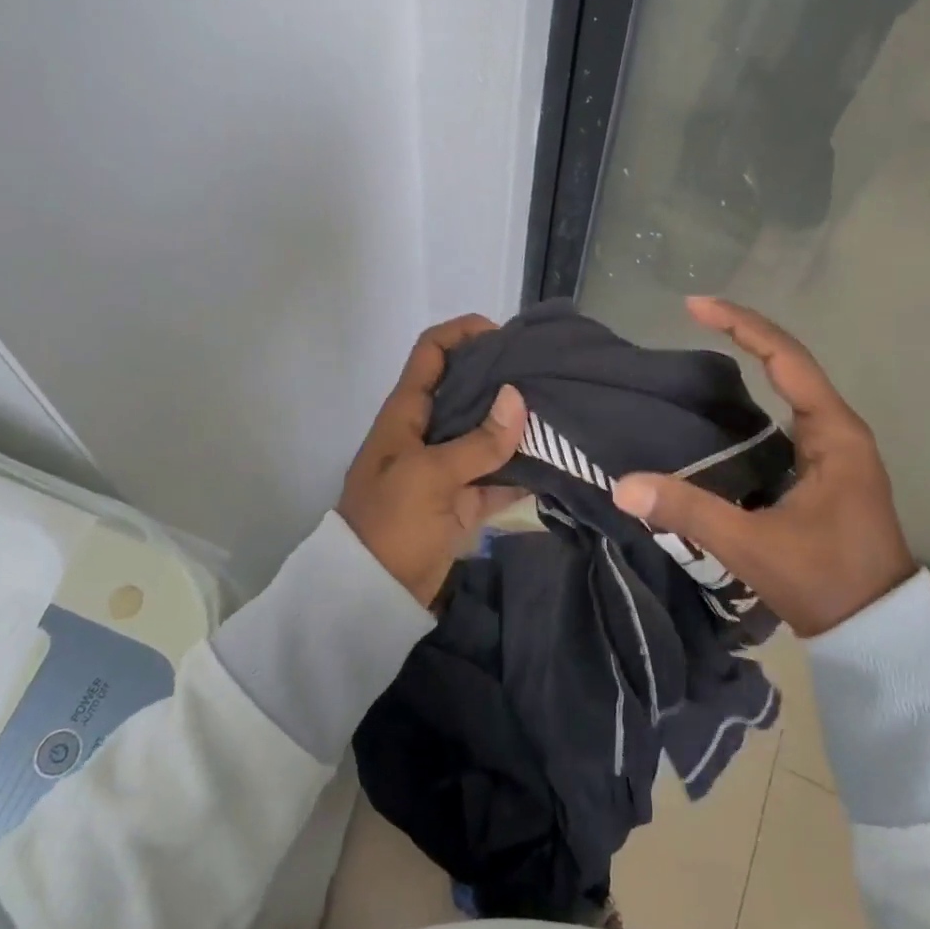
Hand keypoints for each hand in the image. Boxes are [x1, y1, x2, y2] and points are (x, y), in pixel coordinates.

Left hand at [338, 315, 527, 605]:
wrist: (371, 596)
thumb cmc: (391, 522)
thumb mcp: (431, 476)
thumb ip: (477, 441)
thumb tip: (518, 398)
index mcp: (407, 412)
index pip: (432, 353)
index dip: (462, 333)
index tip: (503, 335)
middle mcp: (427, 430)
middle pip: (466, 388)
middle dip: (502, 377)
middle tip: (545, 372)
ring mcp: (446, 466)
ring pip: (486, 432)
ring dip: (516, 424)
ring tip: (558, 410)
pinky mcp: (463, 500)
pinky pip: (497, 475)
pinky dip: (521, 469)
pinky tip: (554, 461)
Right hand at [612, 297, 915, 637]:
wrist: (877, 634)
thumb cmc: (825, 580)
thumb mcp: (752, 545)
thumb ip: (689, 511)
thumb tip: (623, 485)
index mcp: (834, 434)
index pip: (785, 358)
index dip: (741, 325)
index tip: (695, 306)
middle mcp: (839, 431)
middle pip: (789, 361)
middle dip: (743, 332)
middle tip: (693, 315)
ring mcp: (835, 450)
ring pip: (790, 387)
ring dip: (752, 360)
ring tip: (704, 345)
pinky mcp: (825, 470)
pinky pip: (788, 414)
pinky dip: (757, 395)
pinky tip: (725, 405)